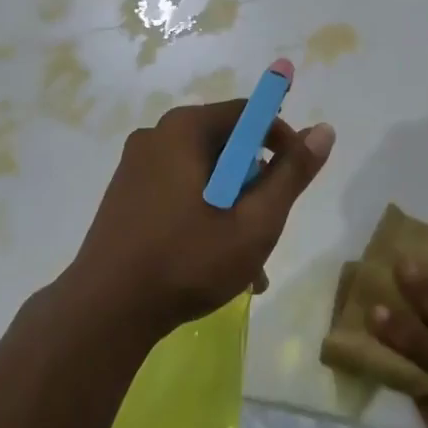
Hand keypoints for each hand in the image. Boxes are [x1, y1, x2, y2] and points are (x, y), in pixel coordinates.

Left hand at [67, 99, 334, 338]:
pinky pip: (179, 191)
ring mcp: (137, 166)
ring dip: (233, 209)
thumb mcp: (254, 222)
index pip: (248, 113)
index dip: (281, 141)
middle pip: (226, 146)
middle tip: (270, 230)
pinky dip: (204, 216)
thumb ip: (291, 175)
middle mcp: (158, 135)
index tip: (296, 180)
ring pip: (205, 175)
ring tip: (251, 265)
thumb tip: (324, 130)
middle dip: (255, 186)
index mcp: (185, 129)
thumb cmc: (186, 261)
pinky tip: (218, 264)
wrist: (103, 313)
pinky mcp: (126, 194)